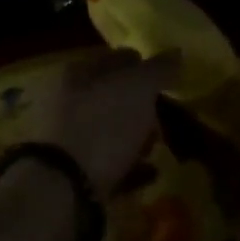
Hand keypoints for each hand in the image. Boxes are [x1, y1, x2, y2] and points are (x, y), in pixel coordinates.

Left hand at [1, 48, 178, 197]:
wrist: (64, 188)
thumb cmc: (102, 125)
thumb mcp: (137, 89)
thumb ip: (157, 69)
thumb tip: (175, 52)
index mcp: (76, 73)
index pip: (112, 58)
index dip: (139, 63)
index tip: (165, 75)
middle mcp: (66, 102)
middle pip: (109, 96)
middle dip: (138, 103)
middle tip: (164, 111)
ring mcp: (67, 140)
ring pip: (108, 129)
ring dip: (134, 135)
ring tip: (158, 144)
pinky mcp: (72, 175)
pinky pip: (108, 164)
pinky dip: (130, 166)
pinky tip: (152, 172)